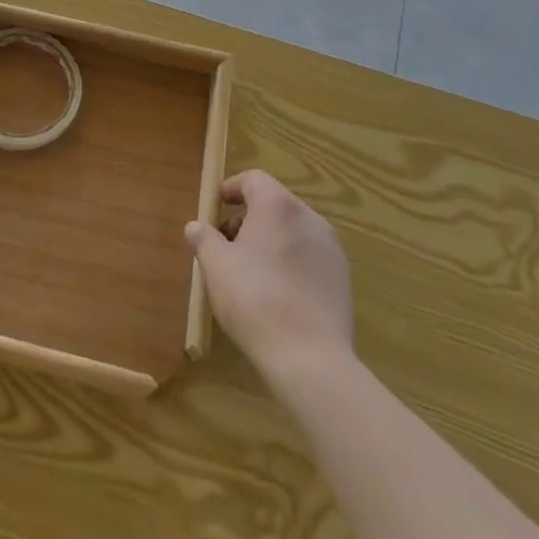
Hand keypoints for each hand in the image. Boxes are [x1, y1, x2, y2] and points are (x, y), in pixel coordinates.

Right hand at [186, 170, 352, 377]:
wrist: (310, 358)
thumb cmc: (255, 300)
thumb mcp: (216, 267)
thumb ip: (204, 239)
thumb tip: (196, 226)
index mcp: (278, 206)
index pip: (254, 180)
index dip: (231, 189)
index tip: (216, 208)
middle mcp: (309, 218)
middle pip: (274, 204)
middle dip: (248, 218)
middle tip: (227, 245)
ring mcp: (331, 248)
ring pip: (293, 231)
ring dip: (270, 240)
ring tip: (250, 272)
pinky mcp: (342, 278)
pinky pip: (309, 256)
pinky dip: (291, 261)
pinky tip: (277, 293)